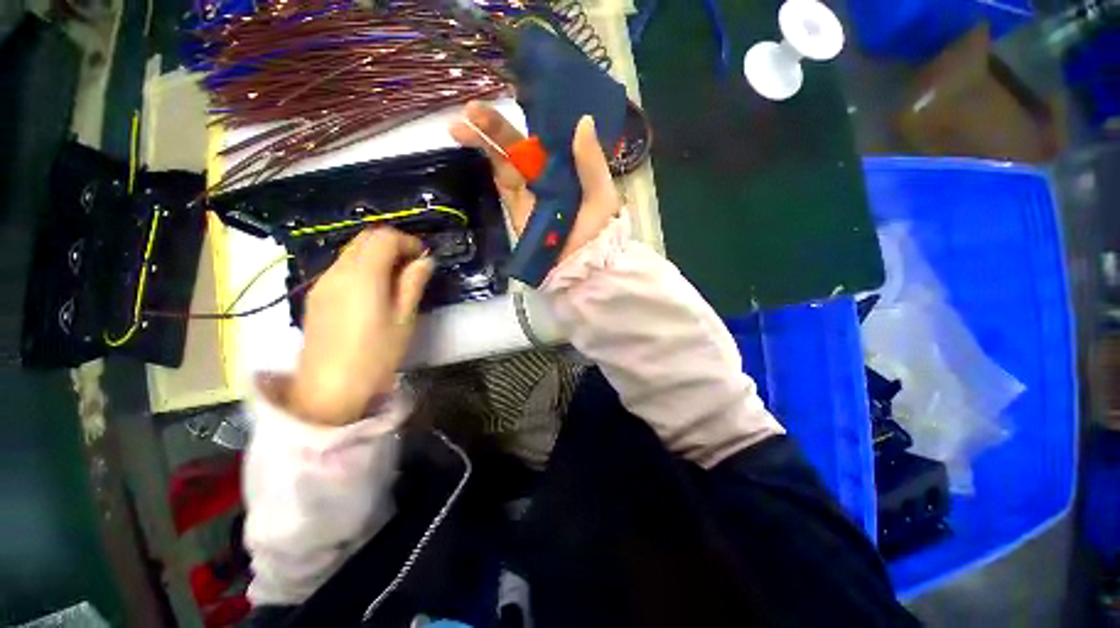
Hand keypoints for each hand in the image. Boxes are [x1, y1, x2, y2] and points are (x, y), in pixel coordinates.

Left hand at [288, 228, 433, 425]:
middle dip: (393, 244)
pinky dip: (363, 268)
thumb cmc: (375, 355)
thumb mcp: (404, 319)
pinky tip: (375, 291)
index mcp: (362, 276)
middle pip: (364, 239)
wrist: (328, 390)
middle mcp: (337, 271)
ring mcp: (322, 283)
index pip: (384, 237)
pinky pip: (342, 268)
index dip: (408, 241)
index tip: (424, 258)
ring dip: (378, 256)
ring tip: (397, 279)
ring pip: (352, 252)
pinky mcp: (316, 296)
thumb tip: (424, 261)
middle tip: (413, 266)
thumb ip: (413, 284)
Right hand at [449, 101, 621, 261]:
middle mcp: (545, 176)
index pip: (544, 138)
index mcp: (567, 167)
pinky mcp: (516, 209)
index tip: (510, 95)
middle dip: (494, 127)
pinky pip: (502, 184)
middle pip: (517, 146)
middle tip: (470, 110)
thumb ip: (591, 162)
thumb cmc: (598, 230)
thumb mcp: (601, 194)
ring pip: (504, 161)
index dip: (526, 118)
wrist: (582, 266)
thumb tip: (583, 119)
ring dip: (482, 142)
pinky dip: (487, 165)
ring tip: (459, 125)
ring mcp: (528, 193)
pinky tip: (472, 146)